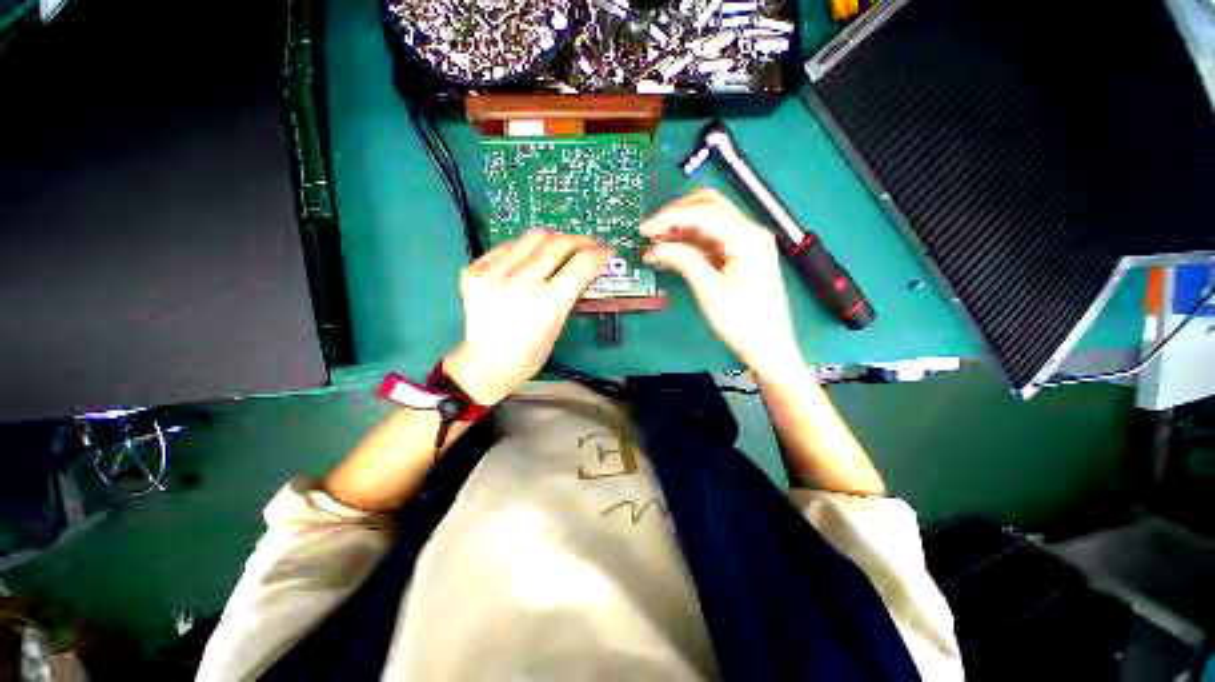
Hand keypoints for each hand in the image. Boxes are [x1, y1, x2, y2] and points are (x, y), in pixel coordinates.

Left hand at [445, 230, 611, 404]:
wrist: (485, 364)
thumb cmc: (529, 354)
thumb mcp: (558, 325)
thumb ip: (570, 292)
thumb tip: (585, 264)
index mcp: (545, 304)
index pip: (581, 264)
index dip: (599, 254)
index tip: (606, 252)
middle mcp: (519, 283)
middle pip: (558, 244)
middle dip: (580, 241)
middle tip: (589, 245)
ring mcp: (492, 274)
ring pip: (533, 237)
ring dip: (555, 238)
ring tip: (563, 246)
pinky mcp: (475, 270)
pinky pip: (509, 246)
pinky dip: (527, 247)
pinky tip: (533, 256)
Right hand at [642, 189, 801, 377]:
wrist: (768, 346)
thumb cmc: (742, 321)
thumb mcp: (708, 290)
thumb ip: (683, 261)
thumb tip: (656, 248)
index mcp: (746, 237)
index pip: (703, 212)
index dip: (670, 216)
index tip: (646, 229)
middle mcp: (749, 232)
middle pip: (709, 206)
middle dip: (677, 214)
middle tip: (652, 231)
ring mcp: (746, 243)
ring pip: (709, 221)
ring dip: (682, 227)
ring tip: (658, 243)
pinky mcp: (740, 255)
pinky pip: (712, 239)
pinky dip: (691, 242)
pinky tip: (673, 251)